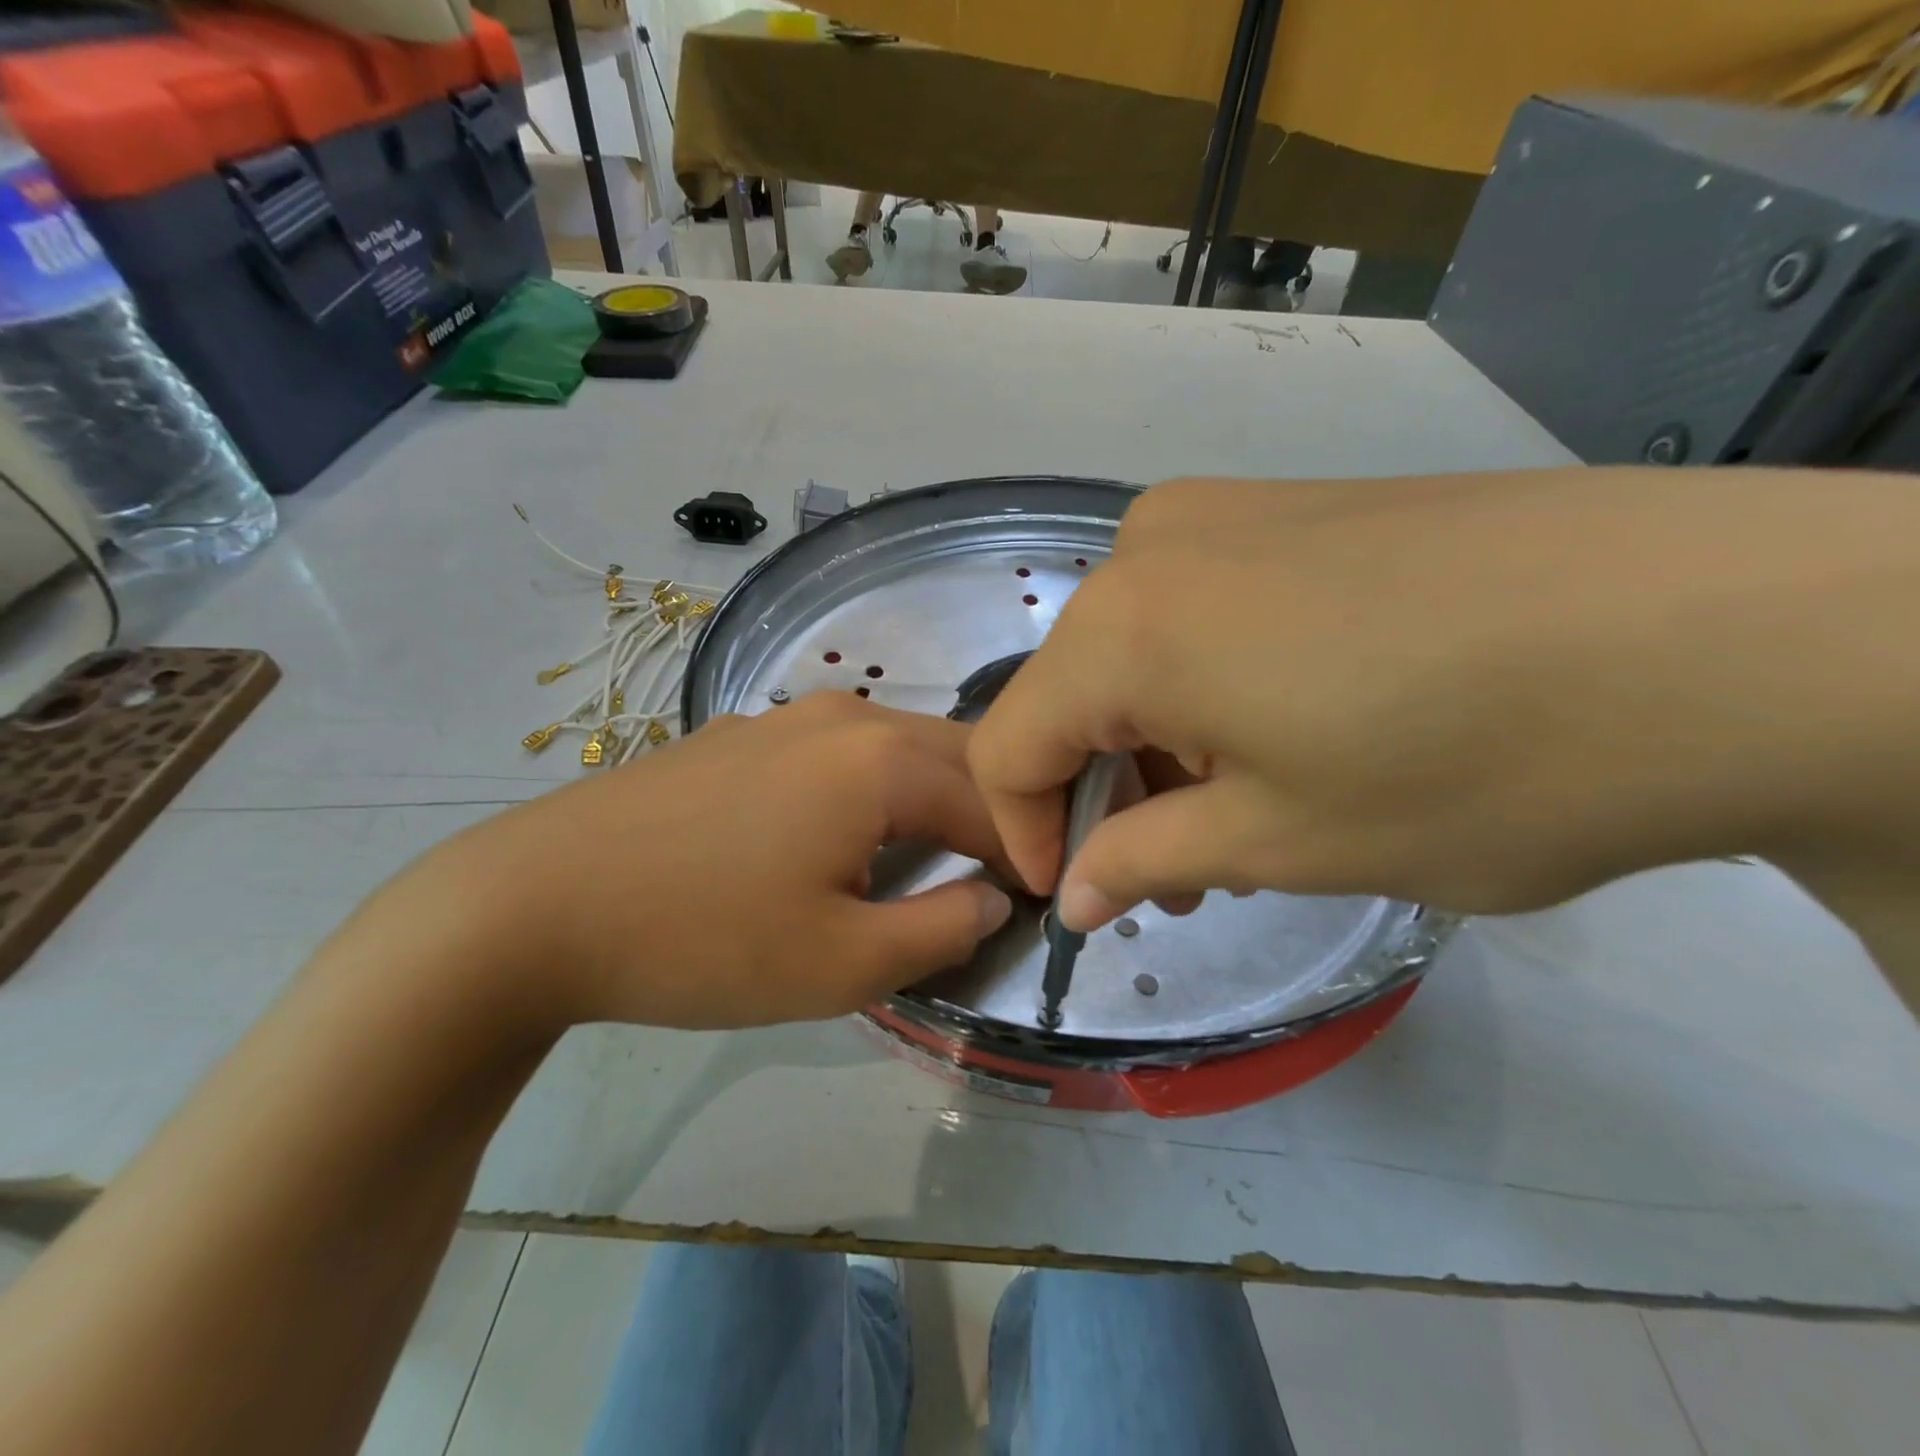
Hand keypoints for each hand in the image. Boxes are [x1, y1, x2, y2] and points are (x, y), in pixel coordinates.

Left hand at [426, 694, 1013, 1029]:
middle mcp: (846, 716)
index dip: (1025, 855)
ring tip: (933, 858)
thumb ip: (943, 930)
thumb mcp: (842, 963)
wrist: (535, 904)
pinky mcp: (742, 733)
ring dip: (933, 796)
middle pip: (954, 757)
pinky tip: (845, 834)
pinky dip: (874, 787)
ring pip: (897, 747)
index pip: (993, 802)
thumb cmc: (703, 940)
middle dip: (990, 813)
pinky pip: (841, 751)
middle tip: (997, 879)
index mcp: (883, 760)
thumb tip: (994, 899)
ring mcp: (786, 716)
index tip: (1038, 902)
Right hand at [968, 468, 1919, 930]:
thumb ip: (1145, 863)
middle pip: (1069, 693)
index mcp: (1122, 626)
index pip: (1009, 743)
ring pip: (1132, 652)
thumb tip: (1073, 895)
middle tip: (1172, 874)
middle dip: (1101, 792)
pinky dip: (1202, 686)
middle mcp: (1148, 548)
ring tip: (1235, 814)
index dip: (1024, 831)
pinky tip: (1281, 731)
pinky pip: (1194, 610)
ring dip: (1155, 742)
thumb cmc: (1472, 763)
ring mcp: (1223, 511)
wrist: (1721, 625)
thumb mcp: (1282, 842)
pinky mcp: (1291, 505)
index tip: (1076, 899)